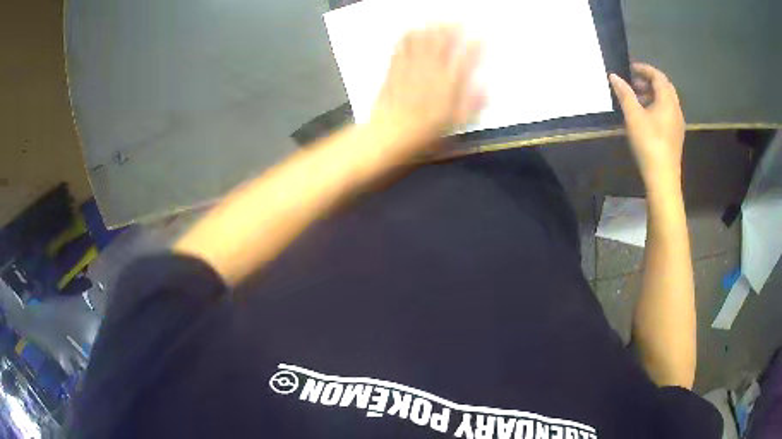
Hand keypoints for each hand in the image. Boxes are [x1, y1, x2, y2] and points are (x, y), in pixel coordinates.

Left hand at [371, 26, 483, 147]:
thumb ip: (472, 104)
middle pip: (443, 42)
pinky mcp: (394, 69)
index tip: (482, 36)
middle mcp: (431, 70)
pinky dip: (408, 36)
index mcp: (448, 83)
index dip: (475, 45)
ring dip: (431, 28)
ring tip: (438, 20)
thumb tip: (486, 88)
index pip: (466, 58)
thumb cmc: (425, 132)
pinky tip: (412, 30)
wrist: (389, 134)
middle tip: (459, 19)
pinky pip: (402, 47)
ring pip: (422, 41)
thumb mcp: (455, 123)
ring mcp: (410, 67)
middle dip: (452, 28)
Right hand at [609, 64, 684, 186]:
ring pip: (666, 101)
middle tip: (633, 83)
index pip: (658, 76)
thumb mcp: (633, 117)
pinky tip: (646, 116)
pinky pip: (667, 112)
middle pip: (664, 87)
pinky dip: (656, 106)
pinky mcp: (675, 135)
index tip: (630, 69)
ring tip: (637, 99)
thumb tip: (614, 76)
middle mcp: (676, 109)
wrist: (663, 178)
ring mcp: (677, 123)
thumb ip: (625, 94)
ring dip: (652, 94)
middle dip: (649, 81)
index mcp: (668, 101)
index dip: (644, 69)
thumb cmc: (649, 144)